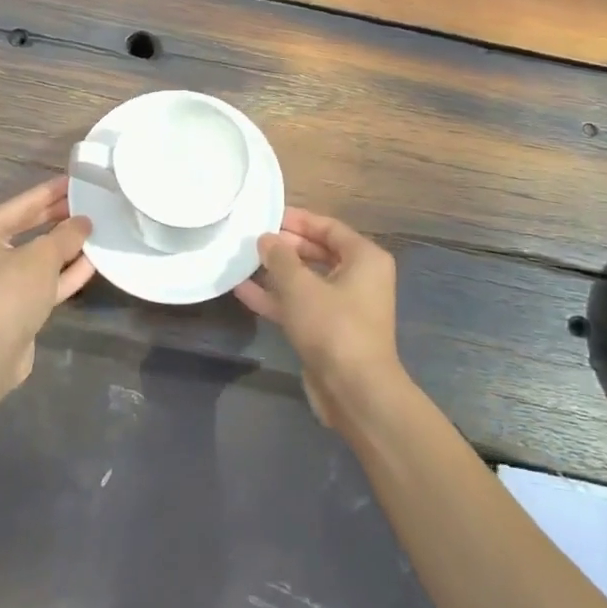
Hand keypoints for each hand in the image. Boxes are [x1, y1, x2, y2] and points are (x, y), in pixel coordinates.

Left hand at [0, 177, 94, 387]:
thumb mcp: (41, 256)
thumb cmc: (7, 293)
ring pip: (36, 258)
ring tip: (95, 230)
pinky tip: (92, 263)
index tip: (75, 180)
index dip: (50, 192)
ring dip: (65, 248)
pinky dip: (63, 273)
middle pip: (27, 229)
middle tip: (89, 203)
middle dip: (58, 219)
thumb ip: (66, 235)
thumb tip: (84, 222)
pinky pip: (41, 283)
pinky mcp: (12, 308)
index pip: (21, 204)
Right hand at [234, 207, 404, 426]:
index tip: (267, 215)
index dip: (298, 220)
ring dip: (276, 273)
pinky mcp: (329, 332)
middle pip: (317, 252)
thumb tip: (266, 238)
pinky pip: (301, 305)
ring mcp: (344, 307)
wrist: (355, 391)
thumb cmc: (333, 326)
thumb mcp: (300, 286)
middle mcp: (359, 278)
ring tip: (242, 261)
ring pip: (306, 281)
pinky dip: (277, 298)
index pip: (329, 227)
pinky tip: (243, 291)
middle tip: (252, 239)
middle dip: (284, 247)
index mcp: (364, 259)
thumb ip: (279, 257)